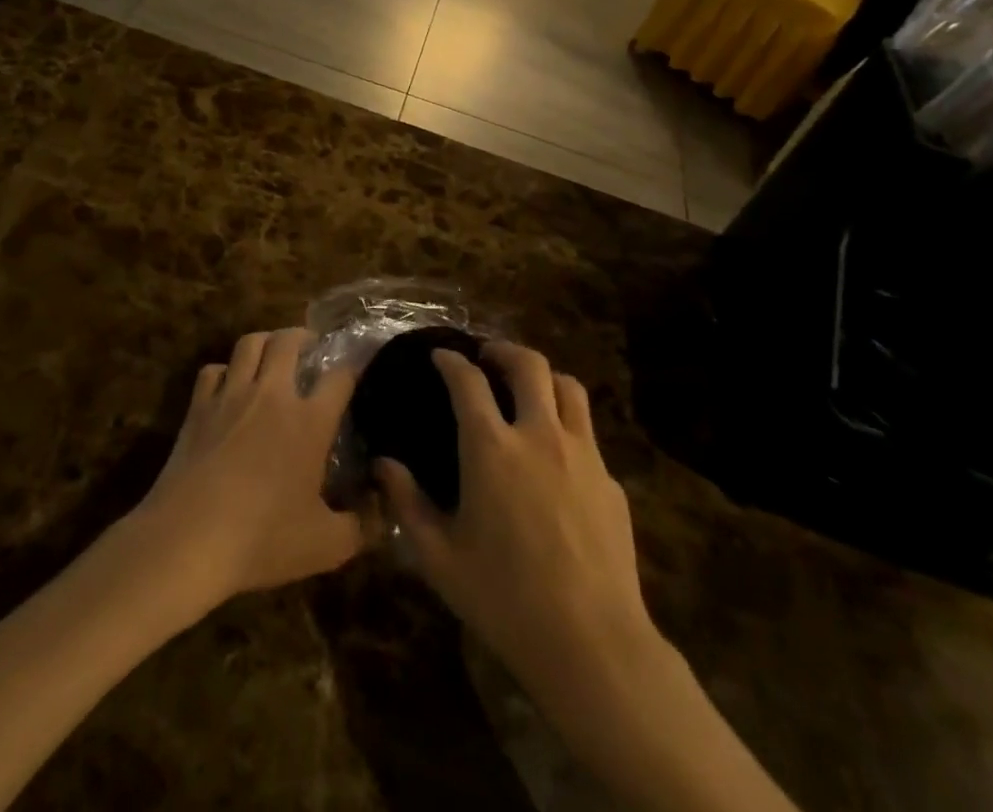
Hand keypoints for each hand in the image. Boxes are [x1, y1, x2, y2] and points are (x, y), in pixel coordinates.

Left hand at [135, 328, 363, 608]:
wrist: (186, 541)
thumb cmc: (261, 540)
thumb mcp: (326, 546)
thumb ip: (362, 525)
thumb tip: (383, 506)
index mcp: (309, 421)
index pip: (341, 375)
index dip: (356, 366)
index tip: (362, 366)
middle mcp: (272, 395)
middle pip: (289, 341)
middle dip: (304, 337)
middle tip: (311, 347)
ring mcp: (231, 395)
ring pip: (250, 343)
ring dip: (266, 341)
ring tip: (273, 353)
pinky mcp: (198, 406)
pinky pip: (213, 370)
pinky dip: (224, 371)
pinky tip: (228, 386)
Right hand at [375, 342, 655, 693]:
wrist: (591, 643)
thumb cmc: (504, 598)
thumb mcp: (439, 557)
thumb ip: (407, 503)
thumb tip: (383, 465)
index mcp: (491, 448)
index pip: (468, 381)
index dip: (451, 361)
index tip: (441, 355)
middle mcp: (539, 434)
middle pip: (528, 364)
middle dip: (503, 350)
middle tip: (488, 357)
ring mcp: (582, 453)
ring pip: (568, 386)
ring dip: (544, 376)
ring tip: (529, 388)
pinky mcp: (610, 480)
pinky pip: (587, 434)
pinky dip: (567, 426)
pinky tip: (557, 456)